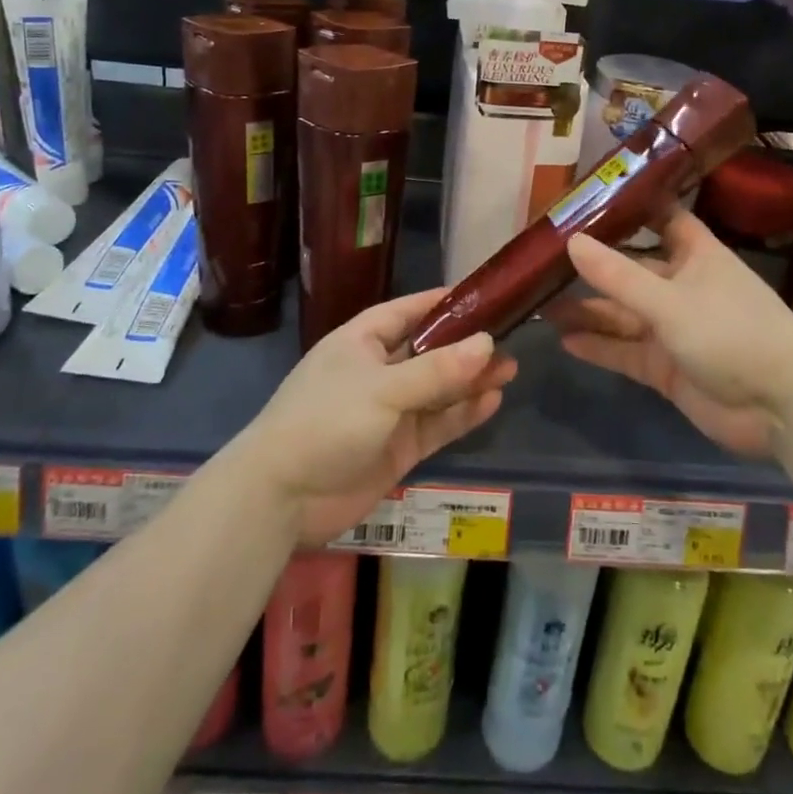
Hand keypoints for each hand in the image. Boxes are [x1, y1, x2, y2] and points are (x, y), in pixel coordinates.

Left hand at [239, 288, 516, 545]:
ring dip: (470, 380)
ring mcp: (388, 412)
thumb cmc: (326, 421)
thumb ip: (438, 370)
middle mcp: (377, 371)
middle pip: (429, 351)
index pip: (407, 311)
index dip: (442, 303)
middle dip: (466, 346)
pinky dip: (462, 414)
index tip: (482, 296)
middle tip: (509, 338)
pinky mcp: (398, 448)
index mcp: (362, 341)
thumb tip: (487, 342)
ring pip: (438, 389)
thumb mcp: (384, 389)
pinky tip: (492, 401)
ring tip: (510, 369)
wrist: (282, 498)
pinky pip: (437, 423)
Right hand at [546, 210, 792, 456]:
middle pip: (631, 270)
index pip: (662, 218)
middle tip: (544, 261)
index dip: (630, 207)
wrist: (781, 408)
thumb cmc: (732, 333)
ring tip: (542, 305)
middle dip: (593, 267)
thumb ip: (618, 276)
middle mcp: (682, 286)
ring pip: (623, 314)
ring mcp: (674, 329)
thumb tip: (570, 241)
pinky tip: (565, 340)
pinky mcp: (667, 367)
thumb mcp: (670, 301)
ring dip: (588, 310)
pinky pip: (626, 351)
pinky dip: (599, 346)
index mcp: (696, 256)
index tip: (588, 197)